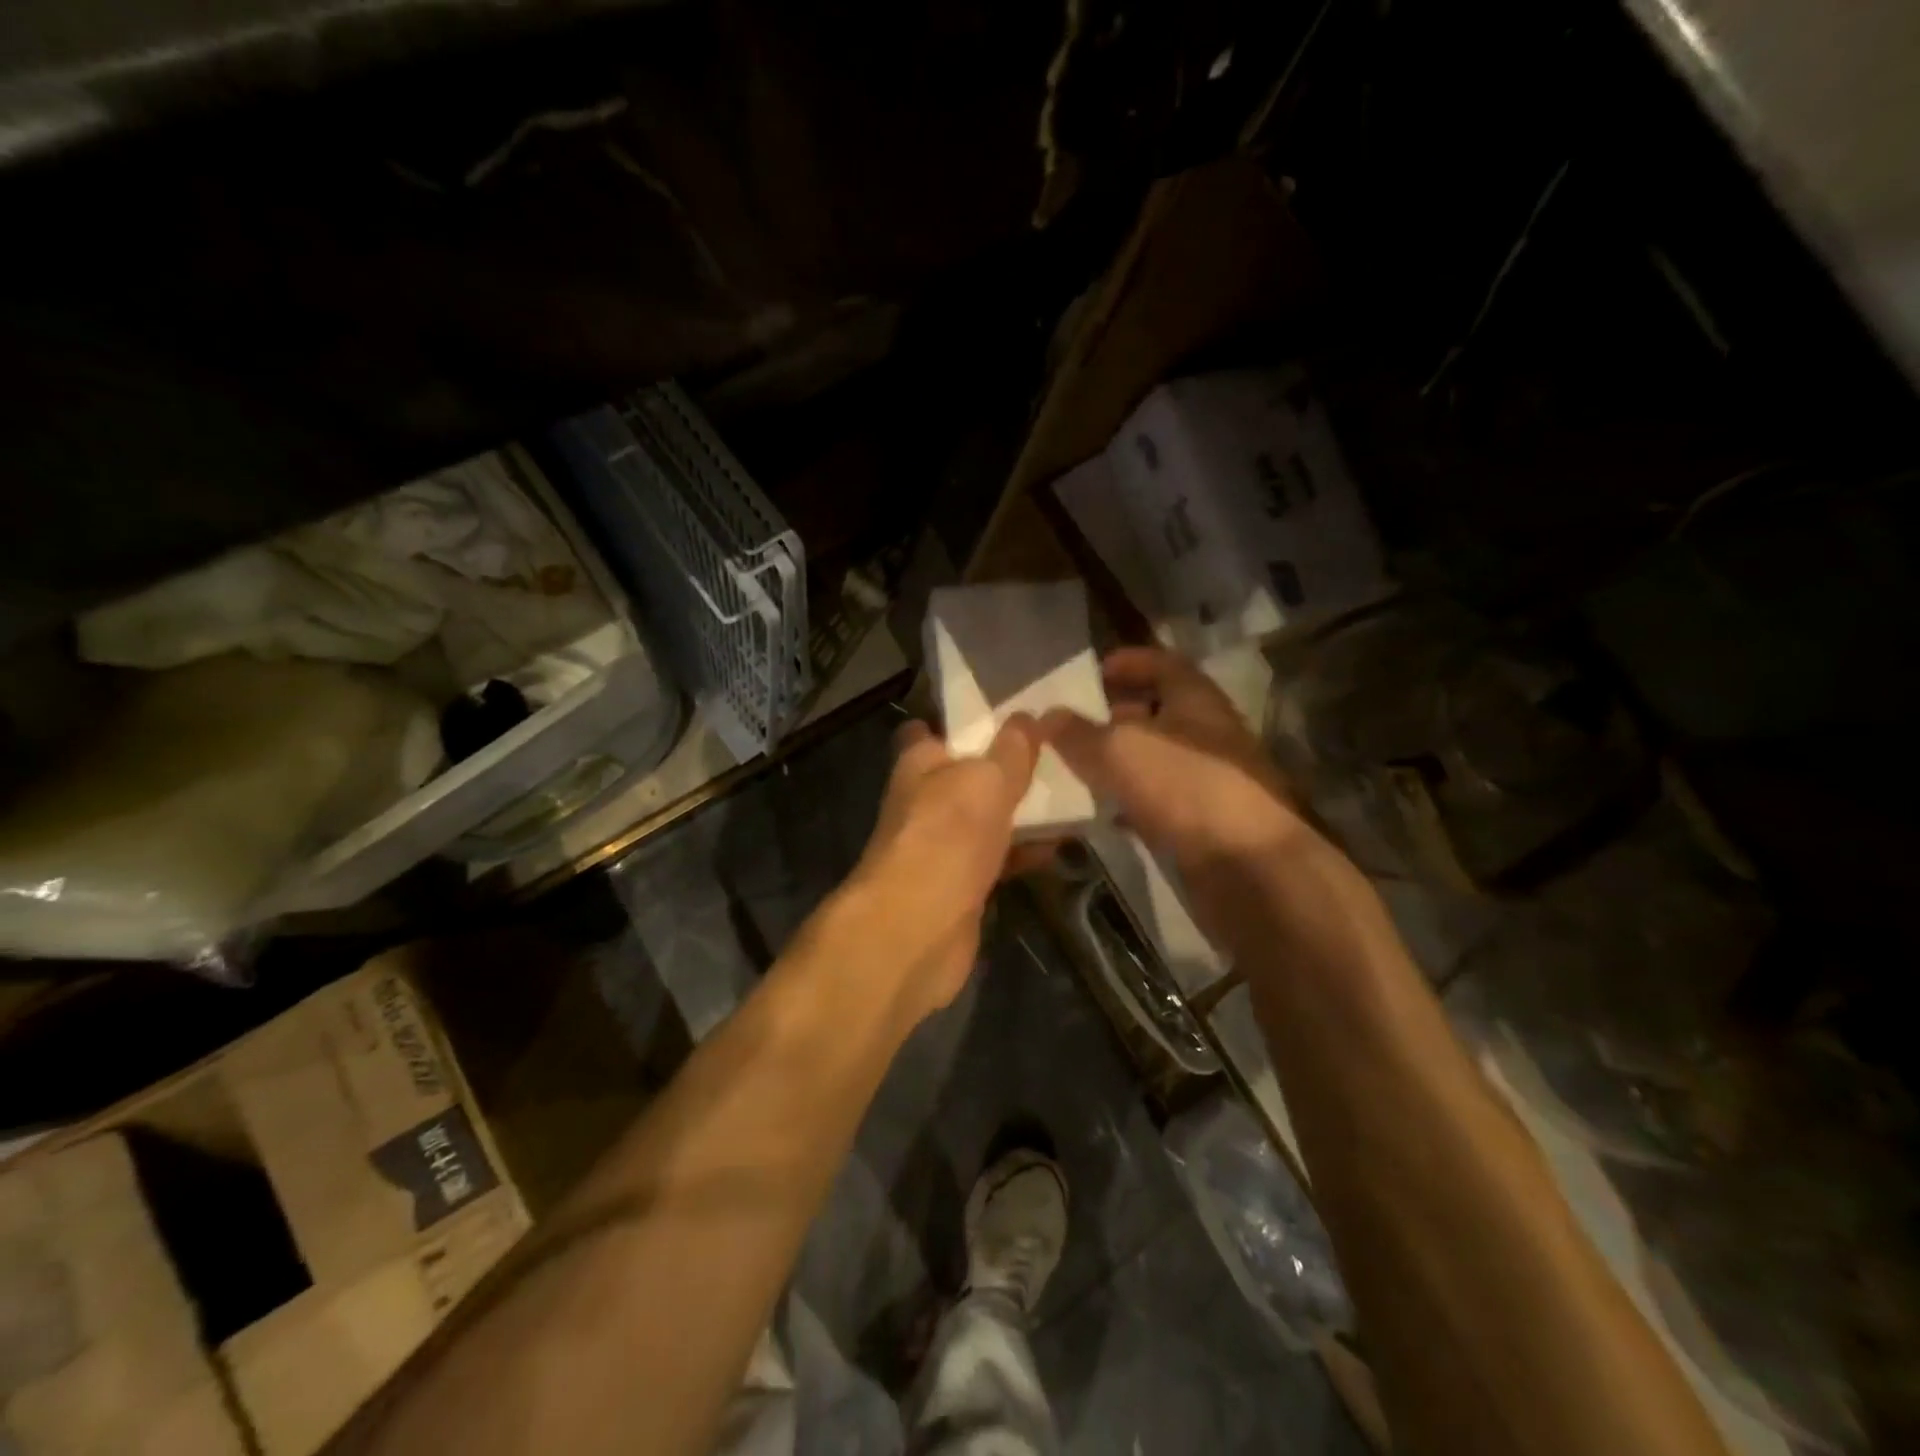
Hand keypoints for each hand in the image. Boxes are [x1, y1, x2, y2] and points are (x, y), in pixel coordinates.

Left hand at [841, 715, 1040, 1027]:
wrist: (918, 928)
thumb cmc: (947, 836)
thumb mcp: (987, 779)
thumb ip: (1012, 749)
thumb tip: (1028, 716)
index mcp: (919, 764)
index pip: (932, 730)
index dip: (962, 722)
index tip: (1004, 713)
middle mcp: (925, 801)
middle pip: (966, 775)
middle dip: (1004, 766)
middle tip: (1055, 751)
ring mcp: (942, 845)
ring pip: (985, 818)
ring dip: (1020, 811)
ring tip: (1071, 793)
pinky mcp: (960, 885)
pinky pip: (997, 857)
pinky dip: (1024, 852)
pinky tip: (1060, 845)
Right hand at [1042, 646, 1311, 875]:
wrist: (1249, 867)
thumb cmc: (1186, 788)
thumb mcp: (1121, 750)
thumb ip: (1079, 733)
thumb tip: (1047, 716)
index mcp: (1197, 701)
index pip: (1164, 664)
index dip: (1130, 662)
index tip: (1095, 671)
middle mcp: (1209, 735)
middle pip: (1161, 713)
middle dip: (1119, 715)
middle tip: (1076, 724)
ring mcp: (1211, 782)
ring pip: (1159, 761)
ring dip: (1123, 762)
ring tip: (1079, 768)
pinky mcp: (1206, 824)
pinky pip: (1161, 803)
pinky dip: (1132, 803)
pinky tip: (1103, 814)